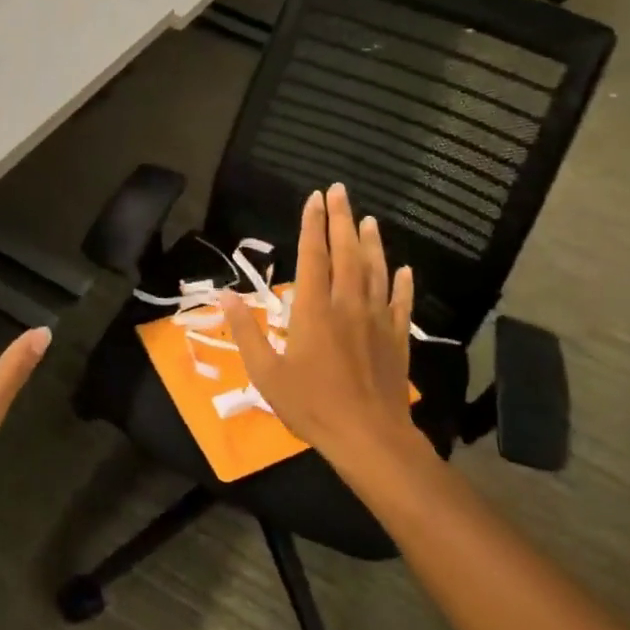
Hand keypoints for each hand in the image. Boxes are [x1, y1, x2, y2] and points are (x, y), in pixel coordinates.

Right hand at [220, 184, 418, 473]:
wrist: (368, 438)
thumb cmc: (311, 406)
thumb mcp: (265, 373)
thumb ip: (245, 331)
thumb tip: (225, 295)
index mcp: (314, 311)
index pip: (314, 256)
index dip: (313, 225)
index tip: (315, 197)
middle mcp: (348, 306)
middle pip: (347, 254)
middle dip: (342, 219)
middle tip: (341, 191)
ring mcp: (377, 321)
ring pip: (376, 272)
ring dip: (372, 243)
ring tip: (369, 219)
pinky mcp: (397, 340)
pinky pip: (401, 304)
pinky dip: (402, 284)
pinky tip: (404, 270)